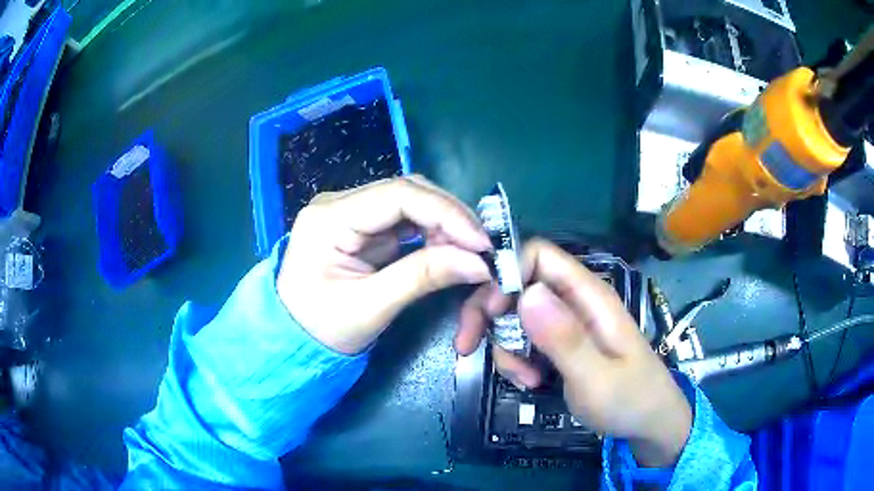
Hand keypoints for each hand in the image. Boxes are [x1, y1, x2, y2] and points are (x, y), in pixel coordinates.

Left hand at [277, 176, 492, 354]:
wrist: (293, 340)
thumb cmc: (322, 329)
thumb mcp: (370, 307)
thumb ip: (422, 277)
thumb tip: (478, 262)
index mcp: (328, 218)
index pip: (397, 195)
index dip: (446, 213)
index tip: (481, 241)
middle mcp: (338, 204)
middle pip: (406, 191)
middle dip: (449, 216)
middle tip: (481, 247)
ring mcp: (349, 212)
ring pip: (410, 201)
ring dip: (444, 223)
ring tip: (469, 250)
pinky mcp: (361, 226)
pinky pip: (405, 218)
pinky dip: (432, 232)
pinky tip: (448, 249)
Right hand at [457, 239, 691, 467]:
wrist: (648, 422)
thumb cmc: (630, 399)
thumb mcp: (597, 377)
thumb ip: (564, 338)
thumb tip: (526, 293)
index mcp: (589, 296)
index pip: (539, 256)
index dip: (507, 274)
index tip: (490, 313)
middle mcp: (574, 301)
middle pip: (518, 285)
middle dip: (490, 314)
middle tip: (470, 348)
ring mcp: (566, 322)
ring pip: (515, 316)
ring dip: (505, 346)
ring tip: (525, 380)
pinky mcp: (560, 342)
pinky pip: (523, 339)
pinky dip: (516, 359)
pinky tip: (530, 382)